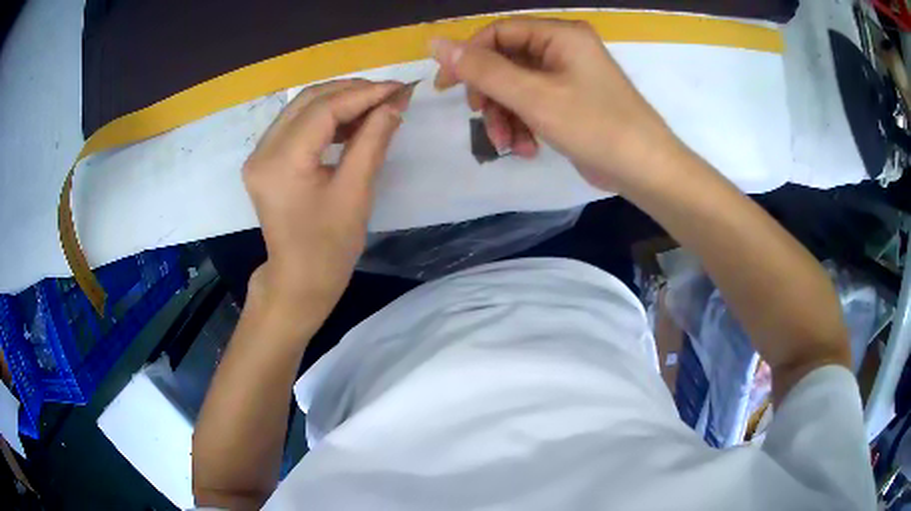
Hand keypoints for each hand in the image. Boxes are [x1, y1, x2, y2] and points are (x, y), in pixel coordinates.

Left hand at [242, 79, 410, 315]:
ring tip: (376, 107)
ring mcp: (259, 155)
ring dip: (340, 102)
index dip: (365, 94)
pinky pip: (297, 124)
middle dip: (352, 91)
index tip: (400, 88)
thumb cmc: (328, 248)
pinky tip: (352, 123)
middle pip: (308, 100)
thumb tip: (395, 103)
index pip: (324, 109)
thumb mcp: (356, 193)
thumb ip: (373, 140)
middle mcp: (262, 151)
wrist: (298, 282)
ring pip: (302, 108)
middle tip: (390, 94)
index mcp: (281, 162)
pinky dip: (326, 118)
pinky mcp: (265, 160)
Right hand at [431, 17, 682, 192]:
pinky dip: (525, 125)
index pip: (498, 32)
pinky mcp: (571, 101)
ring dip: (506, 116)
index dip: (468, 57)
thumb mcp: (533, 96)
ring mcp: (568, 76)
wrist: (646, 170)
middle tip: (482, 120)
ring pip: (517, 87)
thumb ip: (483, 69)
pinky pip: (534, 104)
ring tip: (509, 145)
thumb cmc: (595, 126)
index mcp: (560, 35)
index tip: (446, 87)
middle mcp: (563, 49)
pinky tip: (527, 149)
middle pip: (506, 61)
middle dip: (491, 95)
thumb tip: (436, 43)